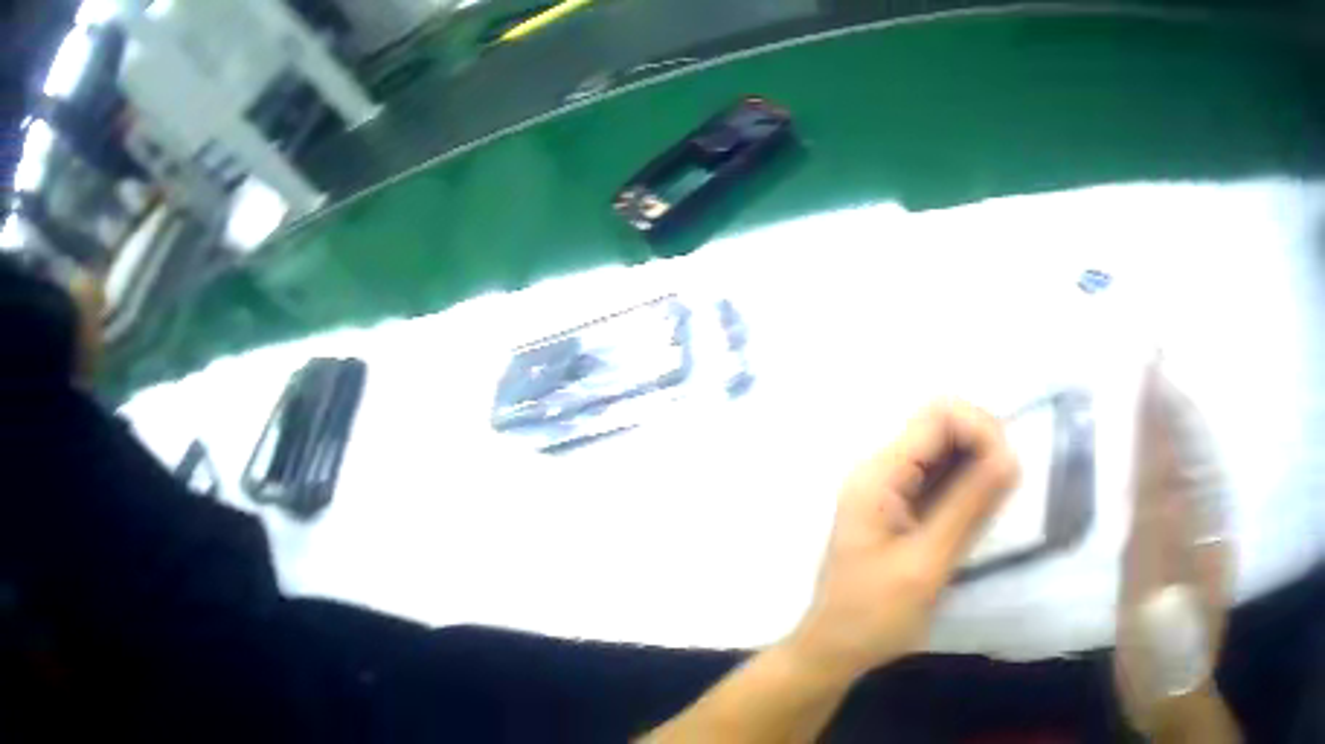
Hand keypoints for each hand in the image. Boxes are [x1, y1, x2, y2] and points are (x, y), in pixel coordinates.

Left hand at [789, 400, 1019, 677]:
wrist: (832, 653)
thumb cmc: (871, 617)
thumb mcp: (925, 565)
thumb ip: (968, 507)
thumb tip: (1011, 455)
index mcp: (878, 476)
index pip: (939, 415)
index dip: (981, 429)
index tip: (1008, 469)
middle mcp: (882, 472)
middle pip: (943, 426)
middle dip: (984, 443)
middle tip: (1009, 485)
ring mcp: (891, 490)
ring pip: (947, 451)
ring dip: (979, 464)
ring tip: (1000, 499)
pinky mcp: (902, 510)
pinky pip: (942, 479)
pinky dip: (969, 485)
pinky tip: (983, 510)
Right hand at [1115, 363, 1235, 738]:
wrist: (1177, 686)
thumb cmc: (1151, 656)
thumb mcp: (1140, 610)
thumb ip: (1148, 546)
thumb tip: (1153, 487)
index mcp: (1174, 536)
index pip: (1162, 461)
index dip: (1156, 414)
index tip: (1149, 366)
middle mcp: (1194, 523)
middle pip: (1182, 454)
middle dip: (1172, 404)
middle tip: (1160, 357)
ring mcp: (1206, 533)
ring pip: (1197, 466)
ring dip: (1186, 422)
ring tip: (1175, 384)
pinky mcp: (1211, 546)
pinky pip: (1206, 490)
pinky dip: (1200, 457)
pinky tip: (1196, 442)